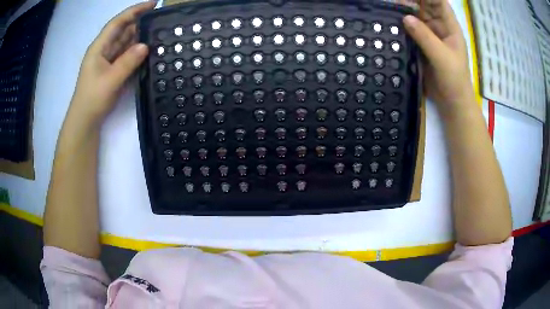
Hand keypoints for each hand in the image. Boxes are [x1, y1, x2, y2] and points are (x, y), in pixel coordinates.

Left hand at [68, 1, 154, 125]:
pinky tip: (147, 50)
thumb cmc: (92, 99)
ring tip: (157, 33)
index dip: (134, 11)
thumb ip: (127, 62)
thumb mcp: (110, 80)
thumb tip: (145, 45)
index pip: (118, 23)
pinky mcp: (113, 70)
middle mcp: (104, 50)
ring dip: (139, 37)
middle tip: (159, 20)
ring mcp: (108, 60)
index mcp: (99, 47)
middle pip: (123, 30)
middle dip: (139, 23)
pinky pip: (126, 55)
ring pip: (125, 43)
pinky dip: (136, 51)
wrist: (85, 122)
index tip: (153, 4)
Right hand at [403, 0, 475, 115]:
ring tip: (390, 7)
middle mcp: (439, 27)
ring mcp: (430, 36)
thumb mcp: (442, 57)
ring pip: (416, 16)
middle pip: (425, 6)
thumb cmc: (454, 80)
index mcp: (449, 27)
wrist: (452, 103)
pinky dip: (403, 25)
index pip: (438, 2)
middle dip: (412, 0)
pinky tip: (392, 21)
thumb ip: (425, 37)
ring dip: (404, 11)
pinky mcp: (422, 45)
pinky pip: (411, 30)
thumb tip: (405, 18)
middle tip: (394, 0)